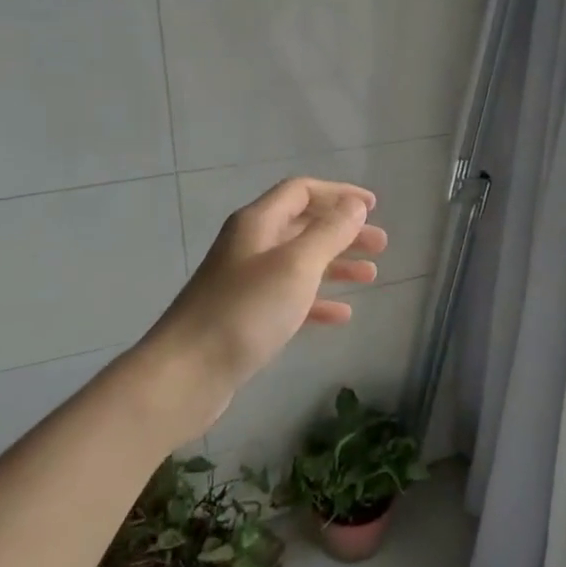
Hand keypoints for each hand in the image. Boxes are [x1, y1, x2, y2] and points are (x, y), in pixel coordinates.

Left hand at [140, 178, 387, 391]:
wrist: (185, 375)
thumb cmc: (246, 311)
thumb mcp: (297, 265)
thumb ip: (330, 232)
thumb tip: (355, 205)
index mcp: (257, 223)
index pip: (302, 191)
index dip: (339, 194)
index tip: (373, 207)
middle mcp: (250, 245)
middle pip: (303, 225)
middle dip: (343, 231)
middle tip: (380, 244)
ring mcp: (246, 282)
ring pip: (300, 262)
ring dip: (336, 264)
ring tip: (371, 276)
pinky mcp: (245, 316)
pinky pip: (290, 297)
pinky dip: (318, 300)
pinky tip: (343, 314)